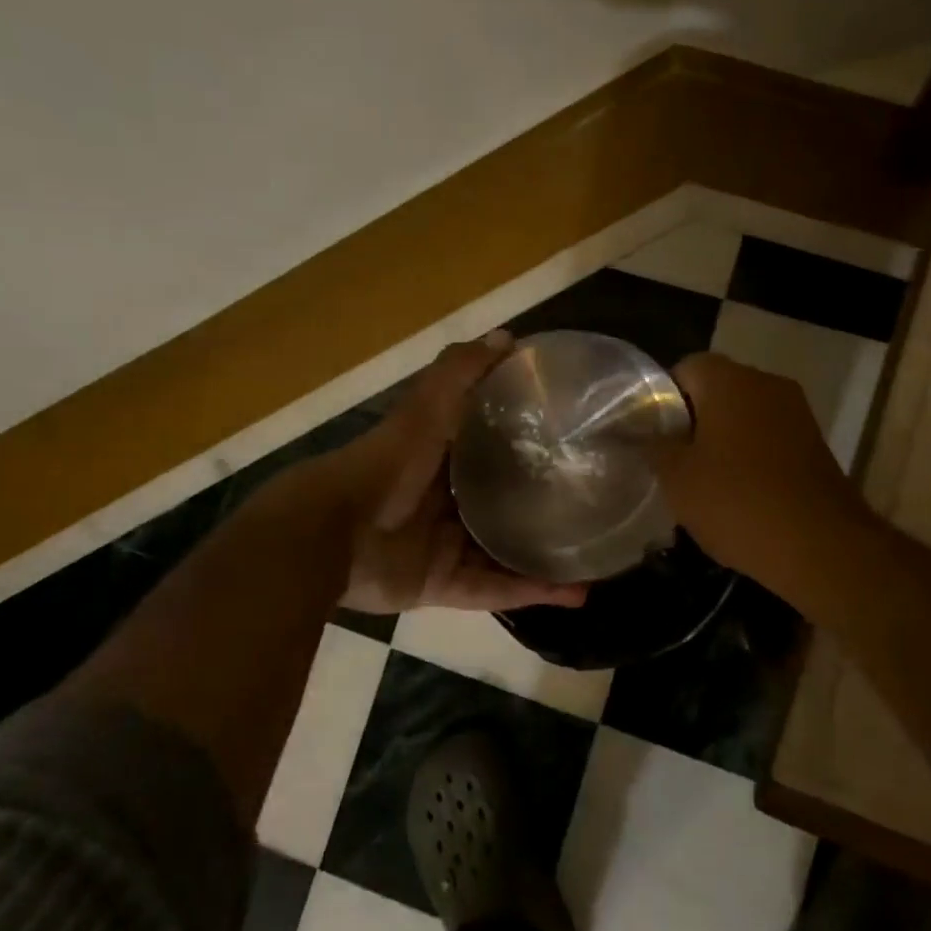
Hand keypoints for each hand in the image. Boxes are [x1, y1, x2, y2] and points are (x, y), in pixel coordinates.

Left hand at [334, 331, 588, 613]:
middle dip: (542, 508)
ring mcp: (443, 547)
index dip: (528, 446)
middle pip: (502, 505)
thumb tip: (508, 337)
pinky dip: (531, 592)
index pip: (492, 450)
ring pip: (505, 553)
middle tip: (593, 505)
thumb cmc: (386, 463)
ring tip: (598, 557)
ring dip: (547, 559)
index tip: (571, 443)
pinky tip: (575, 593)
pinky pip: (495, 590)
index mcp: (441, 460)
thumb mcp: (425, 408)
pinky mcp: (442, 585)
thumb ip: (460, 373)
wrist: (332, 532)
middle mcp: (445, 503)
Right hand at [654, 353, 867, 589]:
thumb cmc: (737, 502)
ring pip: (745, 415)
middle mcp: (767, 384)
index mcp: (730, 380)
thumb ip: (653, 447)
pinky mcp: (815, 444)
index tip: (651, 436)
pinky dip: (751, 457)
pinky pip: (769, 438)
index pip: (684, 368)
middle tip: (672, 460)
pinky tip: (739, 494)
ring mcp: (797, 413)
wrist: (821, 547)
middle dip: (692, 421)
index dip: (662, 399)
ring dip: (723, 440)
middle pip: (717, 390)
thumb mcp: (676, 478)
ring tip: (703, 481)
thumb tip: (640, 433)